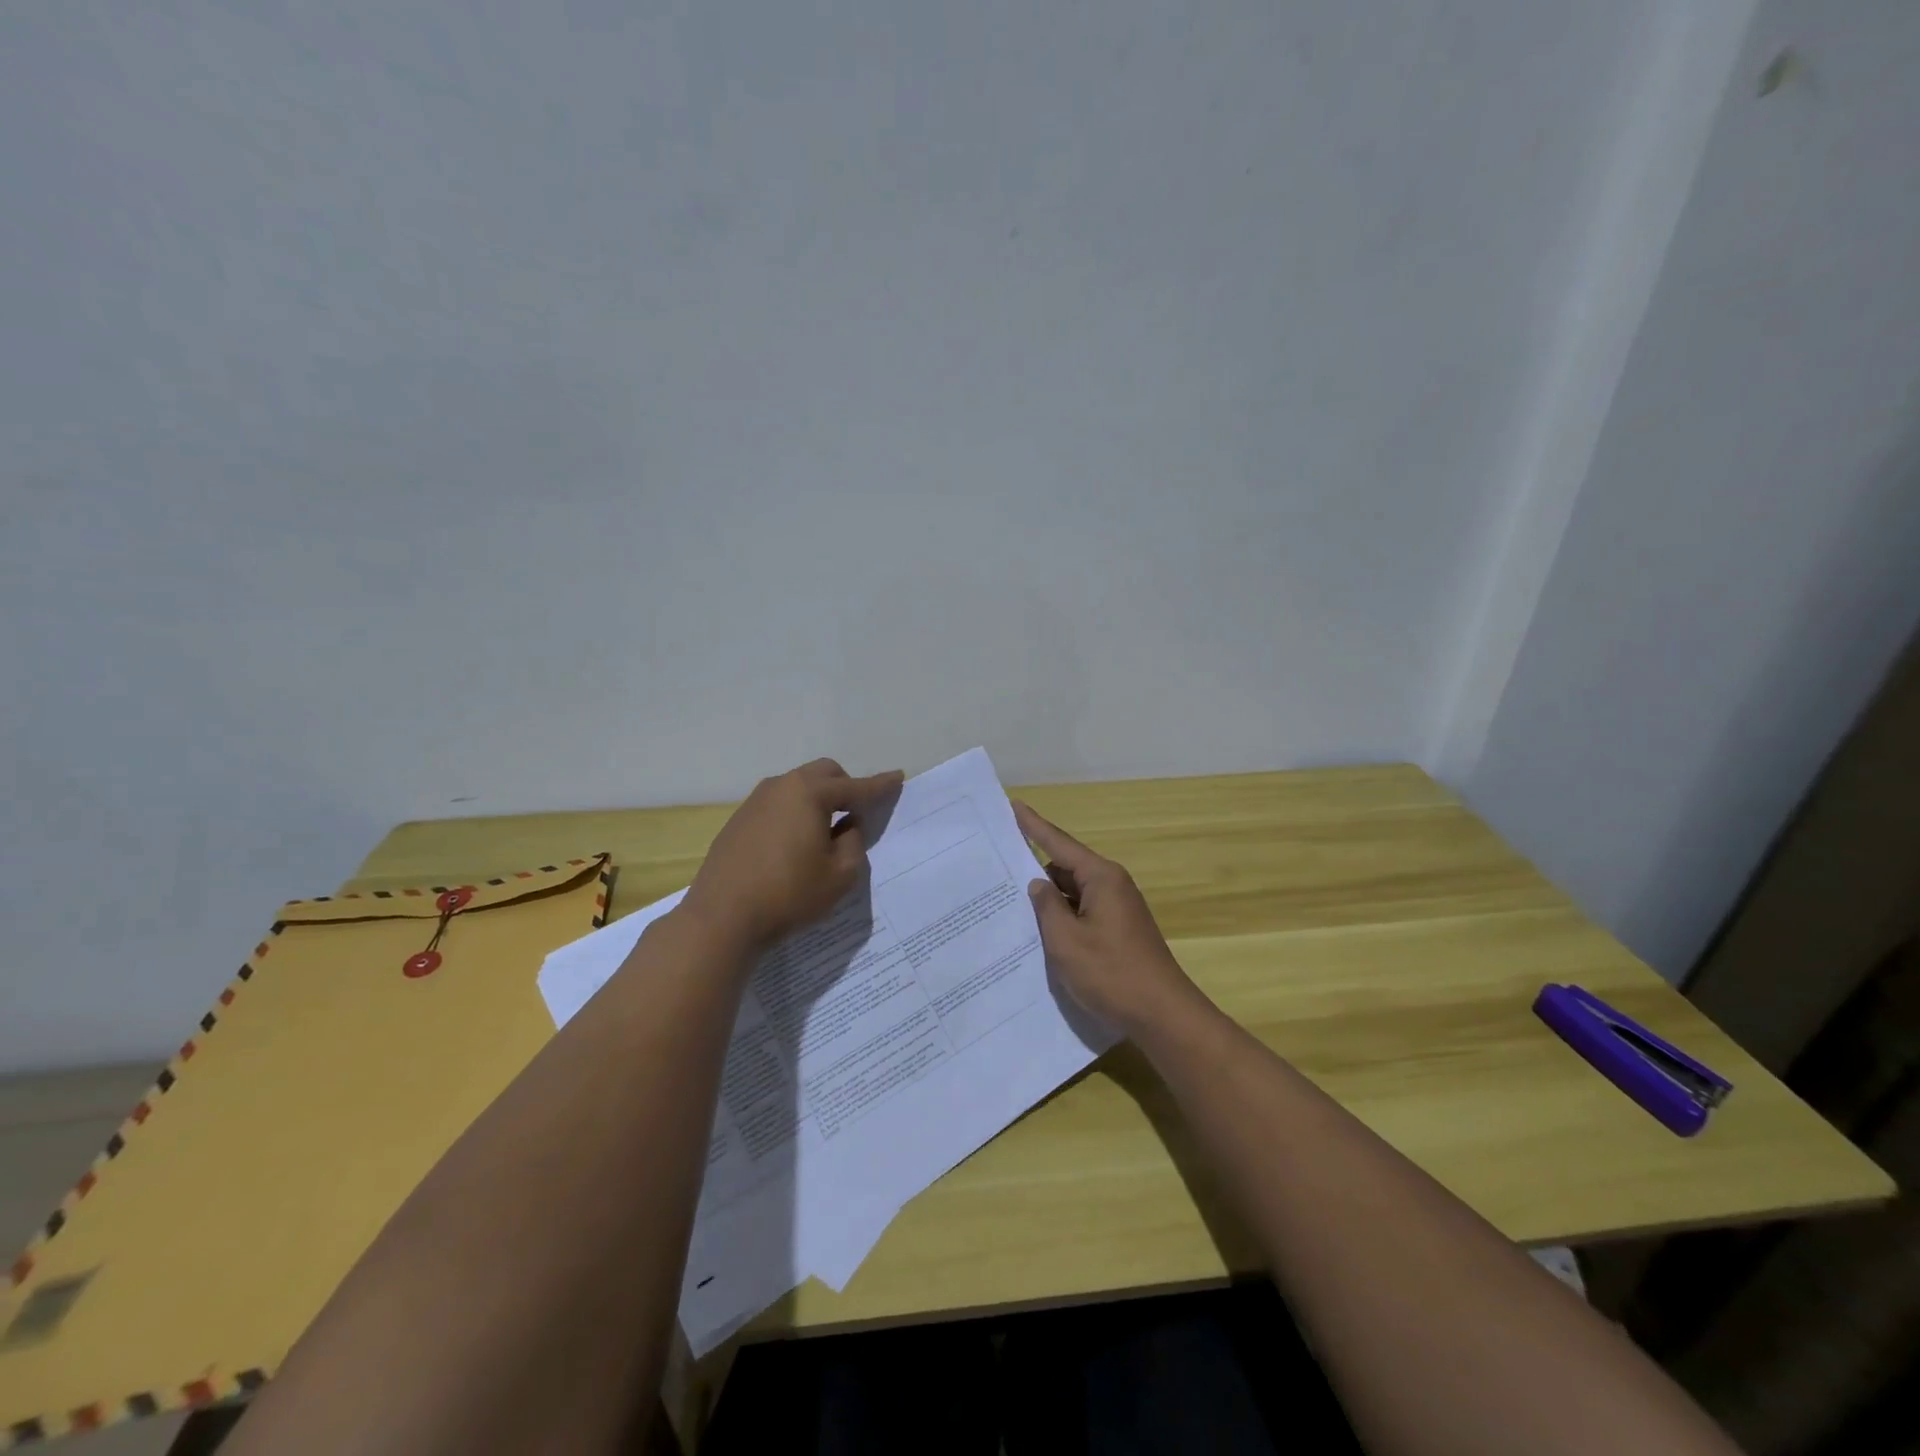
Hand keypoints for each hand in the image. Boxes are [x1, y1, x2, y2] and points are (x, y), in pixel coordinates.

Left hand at [683, 758, 903, 954]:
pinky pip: (777, 804)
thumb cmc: (789, 894)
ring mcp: (755, 801)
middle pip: (823, 773)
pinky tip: (794, 844)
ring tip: (825, 832)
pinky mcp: (738, 820)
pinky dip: (794, 813)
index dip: (880, 785)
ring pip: (797, 786)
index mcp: (810, 793)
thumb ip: (853, 843)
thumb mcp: (840, 875)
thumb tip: (846, 826)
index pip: (855, 787)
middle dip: (845, 786)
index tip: (898, 777)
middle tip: (857, 813)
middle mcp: (781, 786)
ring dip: (817, 799)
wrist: (722, 917)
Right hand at [1014, 801, 1201, 1036]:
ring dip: (1049, 900)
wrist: (1162, 1015)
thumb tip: (1038, 884)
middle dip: (1035, 869)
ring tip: (1010, 905)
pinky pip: (1083, 912)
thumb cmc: (1111, 973)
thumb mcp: (1066, 941)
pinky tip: (1040, 932)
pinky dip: (1063, 917)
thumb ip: (1047, 907)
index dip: (1033, 825)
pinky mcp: (1119, 930)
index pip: (1059, 843)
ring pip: (1073, 893)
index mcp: (1101, 878)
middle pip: (1065, 867)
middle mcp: (1111, 885)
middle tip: (998, 870)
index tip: (1013, 805)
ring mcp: (1118, 909)